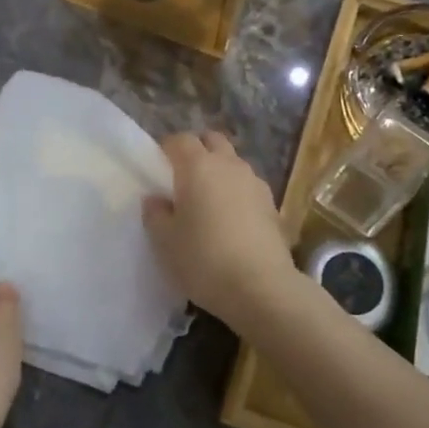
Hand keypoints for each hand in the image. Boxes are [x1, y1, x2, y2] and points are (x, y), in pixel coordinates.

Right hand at [143, 132, 300, 326]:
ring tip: (209, 201)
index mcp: (198, 166)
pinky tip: (232, 221)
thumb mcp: (164, 241)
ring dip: (220, 172)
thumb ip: (155, 214)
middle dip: (198, 151)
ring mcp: (256, 184)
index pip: (180, 140)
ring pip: (234, 163)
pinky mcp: (273, 206)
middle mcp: (229, 166)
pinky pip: (249, 188)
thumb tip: (156, 199)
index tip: (158, 168)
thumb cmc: (203, 260)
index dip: (167, 149)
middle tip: (184, 178)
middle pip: (213, 141)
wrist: (261, 288)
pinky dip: (237, 194)